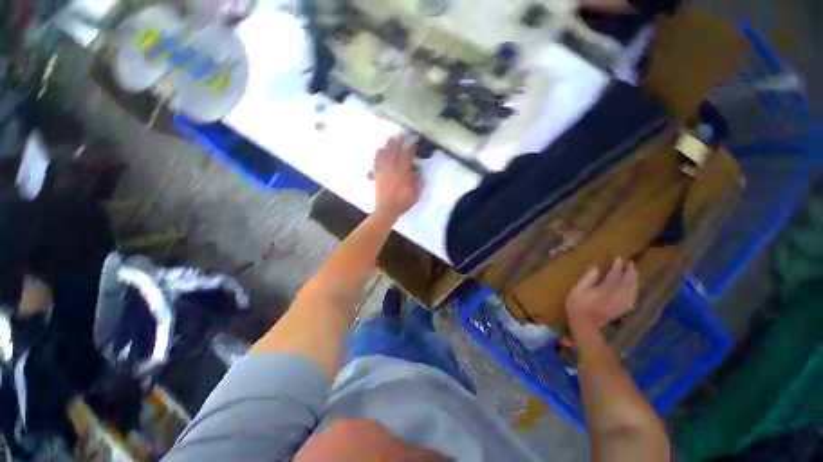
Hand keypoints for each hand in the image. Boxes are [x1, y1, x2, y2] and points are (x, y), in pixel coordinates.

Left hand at [373, 137, 423, 218]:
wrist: (386, 210)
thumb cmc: (402, 203)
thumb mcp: (415, 195)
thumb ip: (418, 183)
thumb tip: (419, 173)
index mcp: (402, 175)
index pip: (407, 158)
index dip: (411, 149)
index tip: (413, 143)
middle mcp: (392, 170)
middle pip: (394, 153)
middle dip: (398, 142)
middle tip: (402, 134)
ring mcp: (383, 172)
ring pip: (385, 155)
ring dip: (388, 145)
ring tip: (391, 138)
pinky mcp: (376, 176)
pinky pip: (376, 162)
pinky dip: (377, 155)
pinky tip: (379, 149)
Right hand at [565, 258, 638, 328]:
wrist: (585, 325)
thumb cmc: (578, 306)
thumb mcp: (576, 291)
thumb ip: (587, 279)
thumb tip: (595, 268)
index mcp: (606, 290)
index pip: (615, 275)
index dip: (617, 266)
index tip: (618, 258)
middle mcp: (618, 295)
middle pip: (629, 282)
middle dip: (631, 271)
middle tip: (630, 263)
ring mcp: (622, 303)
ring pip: (633, 289)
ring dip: (635, 279)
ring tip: (633, 272)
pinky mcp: (622, 308)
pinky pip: (633, 297)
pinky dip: (635, 289)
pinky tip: (633, 287)